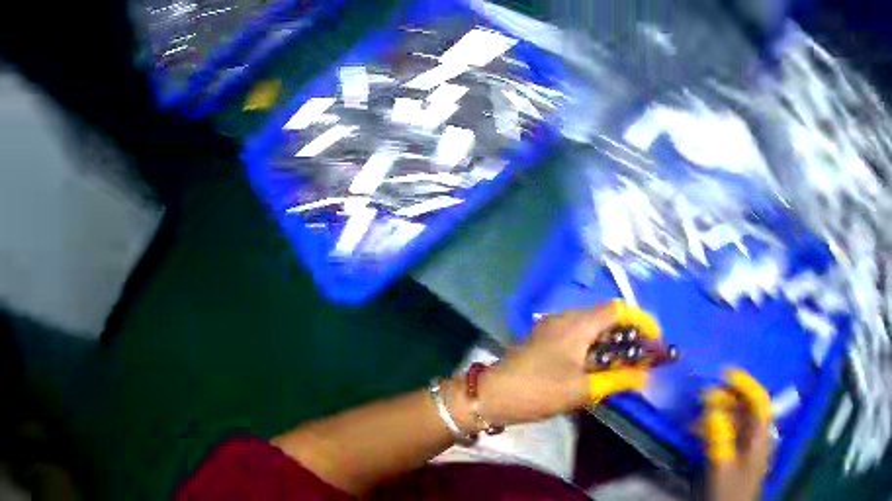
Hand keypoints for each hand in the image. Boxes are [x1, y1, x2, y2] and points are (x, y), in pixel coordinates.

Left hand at [477, 300, 659, 425]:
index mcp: (577, 323)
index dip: (641, 321)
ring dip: (611, 343)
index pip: (618, 310)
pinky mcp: (543, 340)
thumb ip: (617, 380)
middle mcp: (565, 318)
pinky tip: (598, 368)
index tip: (655, 340)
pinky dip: (594, 348)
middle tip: (642, 356)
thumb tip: (645, 377)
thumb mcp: (582, 389)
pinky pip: (577, 337)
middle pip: (606, 317)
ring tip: (624, 364)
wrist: (490, 396)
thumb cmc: (538, 390)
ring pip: (591, 328)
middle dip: (628, 334)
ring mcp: (552, 328)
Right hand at [703, 370, 771, 500]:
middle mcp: (755, 435)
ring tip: (697, 415)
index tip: (725, 374)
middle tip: (704, 395)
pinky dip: (714, 428)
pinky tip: (699, 431)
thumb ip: (720, 436)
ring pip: (735, 420)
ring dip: (717, 413)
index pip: (758, 400)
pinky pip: (727, 434)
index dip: (745, 384)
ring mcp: (746, 446)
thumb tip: (712, 407)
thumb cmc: (730, 490)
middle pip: (746, 408)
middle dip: (727, 398)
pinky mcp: (736, 455)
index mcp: (759, 435)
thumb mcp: (723, 465)